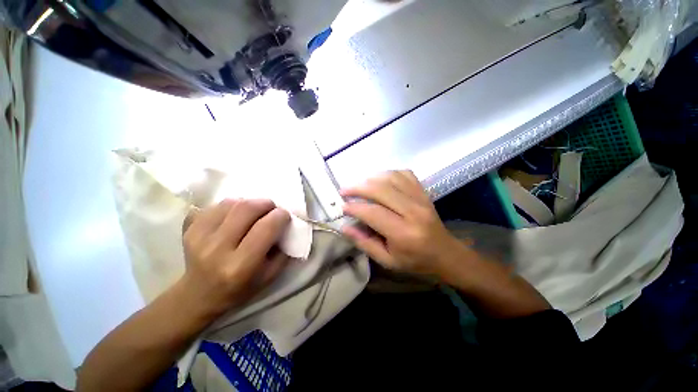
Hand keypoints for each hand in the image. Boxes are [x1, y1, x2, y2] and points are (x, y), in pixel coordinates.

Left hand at [181, 199, 290, 316]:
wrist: (199, 295)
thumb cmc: (240, 288)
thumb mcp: (270, 275)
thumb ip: (283, 250)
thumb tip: (288, 224)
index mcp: (240, 265)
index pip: (266, 228)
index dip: (280, 216)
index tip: (285, 215)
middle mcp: (217, 249)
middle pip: (247, 209)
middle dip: (266, 203)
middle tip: (271, 209)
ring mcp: (198, 237)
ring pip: (231, 203)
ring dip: (248, 203)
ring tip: (253, 212)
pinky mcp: (189, 229)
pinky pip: (214, 206)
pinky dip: (230, 205)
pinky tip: (234, 216)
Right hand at [341, 171, 469, 276]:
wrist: (445, 253)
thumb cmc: (415, 261)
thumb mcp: (387, 260)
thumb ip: (364, 243)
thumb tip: (344, 227)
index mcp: (403, 233)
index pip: (373, 212)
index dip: (355, 207)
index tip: (343, 206)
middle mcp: (413, 211)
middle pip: (381, 190)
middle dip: (359, 187)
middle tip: (345, 190)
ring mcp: (420, 198)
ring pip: (392, 178)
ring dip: (371, 178)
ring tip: (360, 185)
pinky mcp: (424, 192)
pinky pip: (404, 174)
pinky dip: (389, 174)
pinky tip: (380, 180)